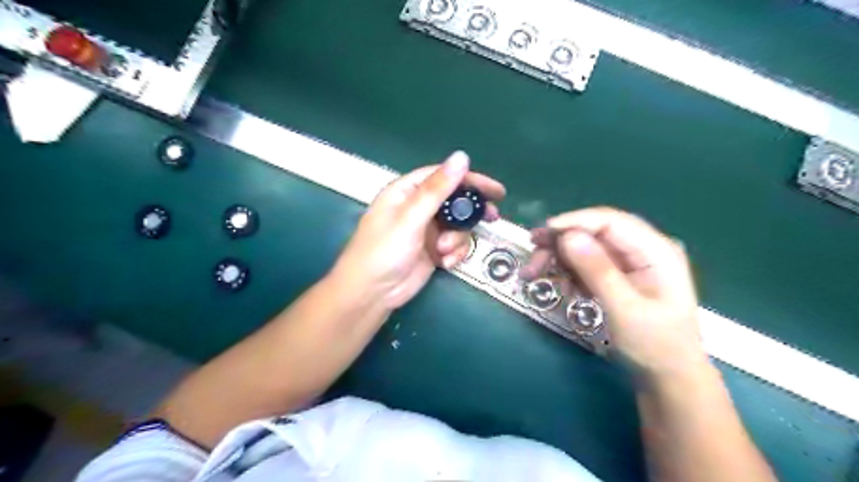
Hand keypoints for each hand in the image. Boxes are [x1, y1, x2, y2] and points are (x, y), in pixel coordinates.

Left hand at [330, 155, 503, 310]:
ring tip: (443, 251)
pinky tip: (444, 263)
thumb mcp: (411, 218)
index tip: (495, 190)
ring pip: (457, 226)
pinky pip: (454, 245)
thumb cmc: (384, 250)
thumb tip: (462, 157)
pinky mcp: (432, 250)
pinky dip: (453, 253)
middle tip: (493, 216)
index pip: (443, 177)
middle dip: (471, 211)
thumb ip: (437, 189)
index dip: (470, 179)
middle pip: (454, 201)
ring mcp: (426, 230)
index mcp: (407, 192)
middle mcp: (417, 208)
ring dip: (456, 239)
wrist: (372, 293)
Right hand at [521, 207, 707, 376]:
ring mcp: (630, 263)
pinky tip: (561, 287)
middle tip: (531, 258)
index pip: (610, 221)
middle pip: (594, 232)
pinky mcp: (617, 276)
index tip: (541, 234)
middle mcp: (642, 249)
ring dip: (559, 259)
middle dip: (560, 243)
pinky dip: (569, 273)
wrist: (667, 378)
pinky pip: (586, 265)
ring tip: (534, 274)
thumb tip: (567, 236)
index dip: (573, 222)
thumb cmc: (655, 346)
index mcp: (656, 251)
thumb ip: (598, 271)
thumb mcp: (625, 310)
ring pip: (585, 248)